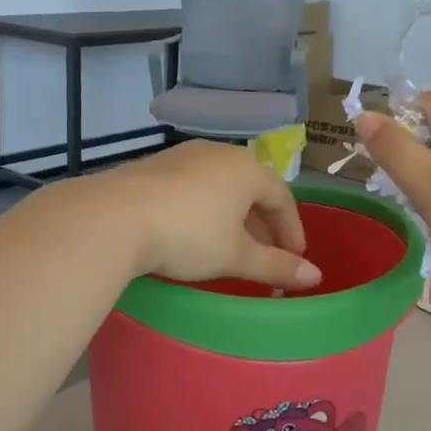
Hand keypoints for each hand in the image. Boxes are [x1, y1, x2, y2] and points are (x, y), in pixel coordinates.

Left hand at [95, 141, 320, 289]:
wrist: (115, 217)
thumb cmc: (189, 235)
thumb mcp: (235, 256)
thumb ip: (276, 266)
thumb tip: (315, 277)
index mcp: (247, 169)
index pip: (283, 198)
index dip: (292, 231)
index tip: (294, 261)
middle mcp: (218, 153)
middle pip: (252, 189)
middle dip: (262, 225)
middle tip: (265, 257)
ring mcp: (183, 156)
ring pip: (221, 187)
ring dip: (233, 218)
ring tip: (231, 248)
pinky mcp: (154, 166)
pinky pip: (193, 187)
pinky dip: (205, 210)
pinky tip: (194, 233)